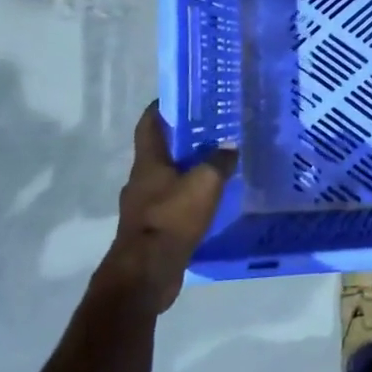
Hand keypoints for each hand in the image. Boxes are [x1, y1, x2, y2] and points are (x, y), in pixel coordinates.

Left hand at [98, 104, 236, 312]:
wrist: (146, 273)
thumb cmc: (172, 219)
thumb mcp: (205, 183)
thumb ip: (219, 161)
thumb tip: (230, 146)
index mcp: (148, 163)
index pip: (149, 125)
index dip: (161, 108)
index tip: (181, 98)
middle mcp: (141, 181)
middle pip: (160, 152)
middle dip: (182, 141)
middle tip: (212, 131)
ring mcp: (143, 207)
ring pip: (166, 180)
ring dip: (186, 171)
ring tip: (216, 166)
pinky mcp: (151, 230)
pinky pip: (171, 205)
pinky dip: (188, 199)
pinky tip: (209, 201)